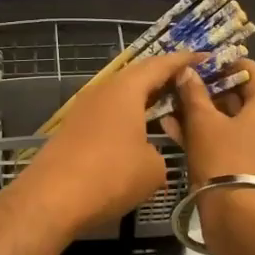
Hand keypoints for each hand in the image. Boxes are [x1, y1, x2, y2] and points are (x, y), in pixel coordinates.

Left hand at [9, 50, 200, 238]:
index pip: (159, 65)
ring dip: (142, 99)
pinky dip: (125, 117)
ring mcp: (83, 110)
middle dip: (162, 77)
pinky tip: (136, 132)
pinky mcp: (72, 130)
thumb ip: (159, 152)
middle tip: (187, 81)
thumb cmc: (110, 176)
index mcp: (125, 90)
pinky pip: (107, 114)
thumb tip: (148, 153)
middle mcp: (102, 91)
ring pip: (119, 96)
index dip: (183, 61)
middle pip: (136, 76)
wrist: (51, 198)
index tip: (203, 56)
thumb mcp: (152, 168)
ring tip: (165, 106)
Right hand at [160, 58, 254, 187]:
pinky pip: (237, 142)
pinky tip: (181, 135)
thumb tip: (187, 71)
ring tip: (172, 113)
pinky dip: (214, 136)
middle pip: (242, 96)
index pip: (248, 68)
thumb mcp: (202, 122)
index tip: (193, 67)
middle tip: (178, 91)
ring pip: (236, 121)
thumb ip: (193, 93)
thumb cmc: (224, 160)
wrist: (241, 218)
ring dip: (206, 116)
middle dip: (208, 93)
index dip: (219, 65)